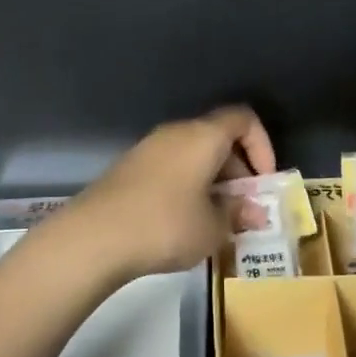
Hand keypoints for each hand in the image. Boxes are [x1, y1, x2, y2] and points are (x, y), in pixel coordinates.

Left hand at [65, 106, 276, 282]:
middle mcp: (176, 132)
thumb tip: (253, 211)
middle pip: (218, 137)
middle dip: (238, 170)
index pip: (243, 119)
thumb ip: (237, 214)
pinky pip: (171, 167)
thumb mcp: (212, 227)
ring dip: (213, 181)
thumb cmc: (165, 225)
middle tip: (244, 208)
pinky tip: (184, 222)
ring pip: (194, 154)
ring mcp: (149, 149)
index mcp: (203, 136)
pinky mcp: (129, 169)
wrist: (93, 237)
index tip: (263, 181)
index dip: (262, 145)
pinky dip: (187, 186)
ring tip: (216, 220)